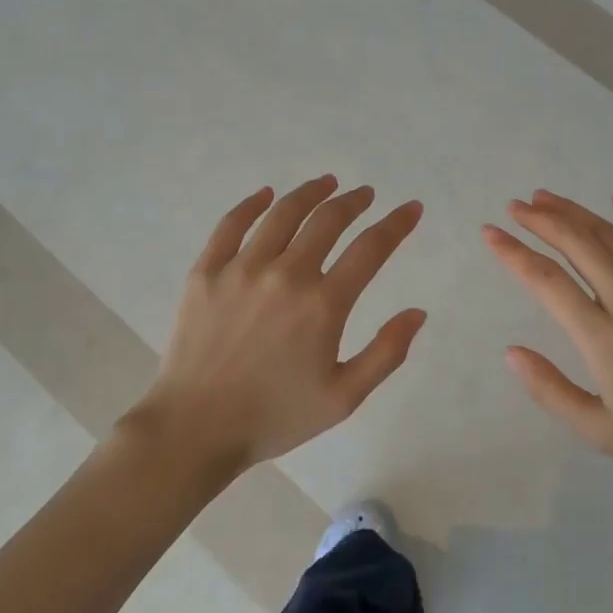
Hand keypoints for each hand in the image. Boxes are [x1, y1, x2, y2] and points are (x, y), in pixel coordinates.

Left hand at [129, 176, 425, 475]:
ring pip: (282, 213)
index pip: (371, 249)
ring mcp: (241, 269)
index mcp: (323, 305)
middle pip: (327, 220)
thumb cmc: (275, 416)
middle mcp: (285, 275)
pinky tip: (266, 195)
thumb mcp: (344, 397)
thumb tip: (417, 312)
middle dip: (354, 202)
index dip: (397, 224)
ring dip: (310, 193)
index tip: (411, 208)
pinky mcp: (205, 272)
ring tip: (327, 183)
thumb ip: (386, 353)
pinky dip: (252, 204)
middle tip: (365, 194)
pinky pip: (231, 225)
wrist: (195, 429)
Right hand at [483, 190, 612, 493]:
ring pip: (611, 236)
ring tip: (547, 198)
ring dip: (576, 213)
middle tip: (515, 207)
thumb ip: (550, 390)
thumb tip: (511, 352)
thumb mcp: (599, 431)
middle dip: (540, 220)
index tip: (490, 234)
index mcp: (602, 336)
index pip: (546, 281)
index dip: (513, 253)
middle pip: (577, 245)